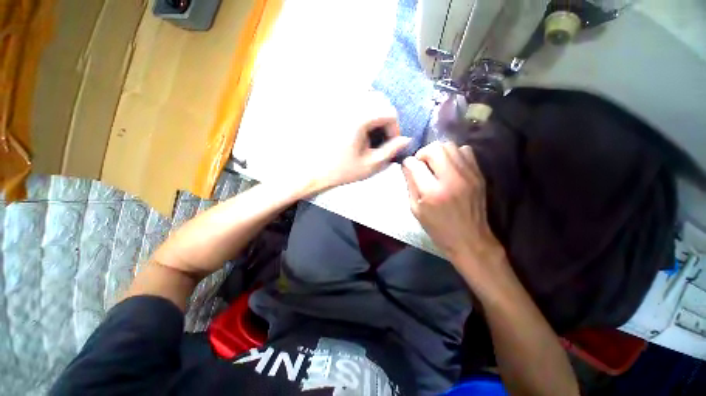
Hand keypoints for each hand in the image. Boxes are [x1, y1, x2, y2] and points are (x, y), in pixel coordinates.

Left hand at [308, 92, 410, 190]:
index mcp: (360, 118)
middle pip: (380, 99)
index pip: (389, 112)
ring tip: (372, 132)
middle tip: (383, 137)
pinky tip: (359, 126)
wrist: (313, 170)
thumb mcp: (370, 165)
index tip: (391, 144)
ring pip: (367, 96)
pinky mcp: (332, 108)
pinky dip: (363, 109)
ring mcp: (339, 104)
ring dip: (376, 111)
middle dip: (387, 118)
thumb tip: (406, 140)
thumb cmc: (341, 170)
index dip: (395, 129)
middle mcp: (350, 105)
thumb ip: (390, 151)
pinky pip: (353, 99)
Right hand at [401, 141, 503, 266]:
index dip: (408, 163)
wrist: (469, 239)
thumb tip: (407, 165)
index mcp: (432, 192)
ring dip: (438, 152)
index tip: (408, 167)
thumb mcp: (416, 209)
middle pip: (435, 148)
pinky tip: (449, 166)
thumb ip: (410, 184)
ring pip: (450, 145)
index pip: (415, 164)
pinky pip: (465, 150)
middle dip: (423, 153)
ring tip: (435, 164)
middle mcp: (452, 178)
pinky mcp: (479, 174)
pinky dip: (454, 154)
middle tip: (422, 164)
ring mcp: (468, 174)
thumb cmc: (438, 227)